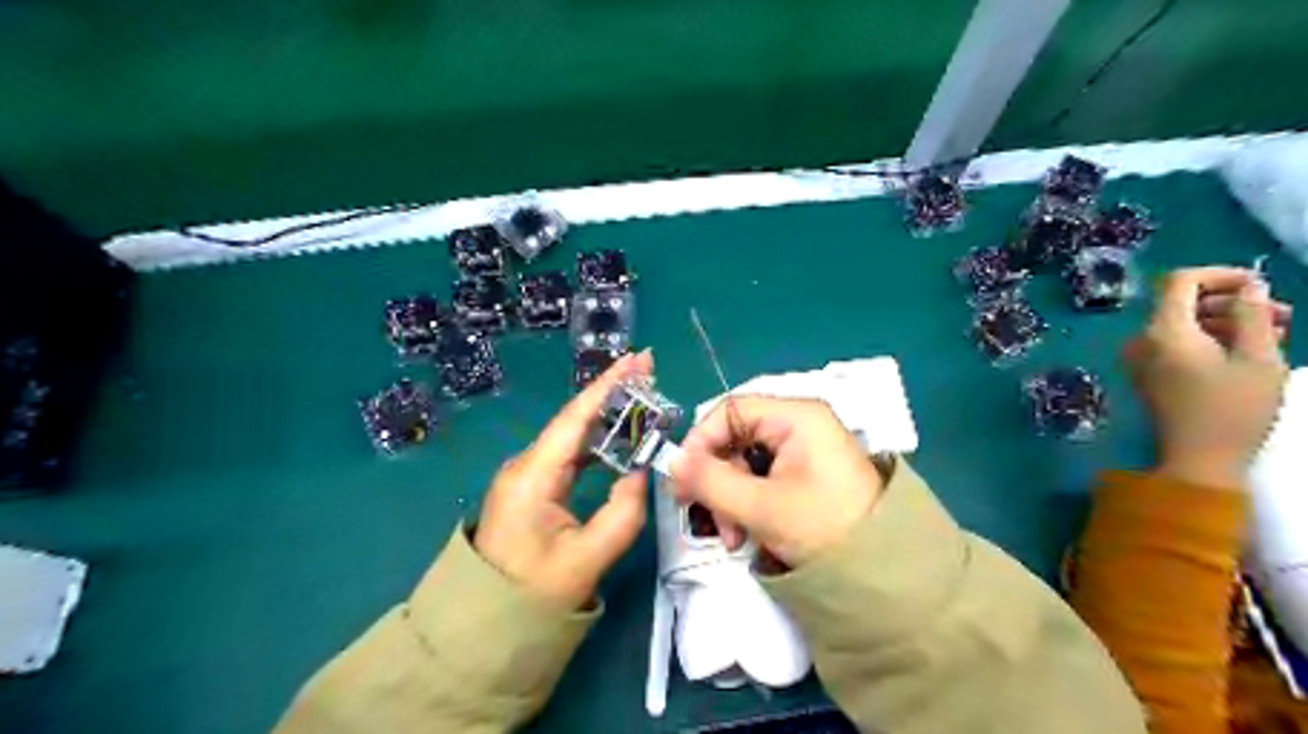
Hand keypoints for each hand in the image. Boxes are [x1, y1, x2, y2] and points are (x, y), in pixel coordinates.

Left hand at [477, 353, 652, 609]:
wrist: (484, 622)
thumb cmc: (533, 593)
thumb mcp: (587, 559)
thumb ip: (623, 513)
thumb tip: (639, 473)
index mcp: (533, 476)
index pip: (575, 419)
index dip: (607, 386)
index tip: (636, 359)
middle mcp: (526, 465)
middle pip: (573, 419)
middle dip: (611, 392)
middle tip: (648, 370)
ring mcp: (526, 475)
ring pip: (571, 434)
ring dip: (605, 413)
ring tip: (640, 395)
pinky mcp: (531, 487)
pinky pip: (568, 453)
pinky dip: (595, 438)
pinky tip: (617, 434)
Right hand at [674, 399, 877, 563]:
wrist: (885, 573)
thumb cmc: (825, 528)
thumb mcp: (761, 506)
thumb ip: (710, 481)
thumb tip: (671, 462)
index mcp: (796, 416)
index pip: (729, 410)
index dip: (700, 441)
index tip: (682, 479)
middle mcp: (798, 424)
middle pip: (735, 438)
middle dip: (717, 480)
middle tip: (708, 518)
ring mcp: (803, 449)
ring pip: (744, 462)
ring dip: (729, 498)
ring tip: (733, 538)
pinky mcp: (805, 473)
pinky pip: (761, 478)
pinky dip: (747, 504)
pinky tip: (746, 534)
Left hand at [1130, 268, 1290, 488]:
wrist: (1198, 460)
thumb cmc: (1233, 409)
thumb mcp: (1257, 358)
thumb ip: (1252, 315)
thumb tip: (1250, 286)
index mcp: (1163, 330)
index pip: (1180, 281)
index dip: (1221, 275)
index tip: (1262, 285)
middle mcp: (1144, 340)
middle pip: (1183, 303)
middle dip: (1233, 302)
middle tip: (1284, 316)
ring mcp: (1143, 359)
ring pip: (1184, 324)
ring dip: (1227, 322)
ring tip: (1277, 336)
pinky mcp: (1150, 375)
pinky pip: (1177, 345)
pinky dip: (1211, 341)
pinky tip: (1249, 353)